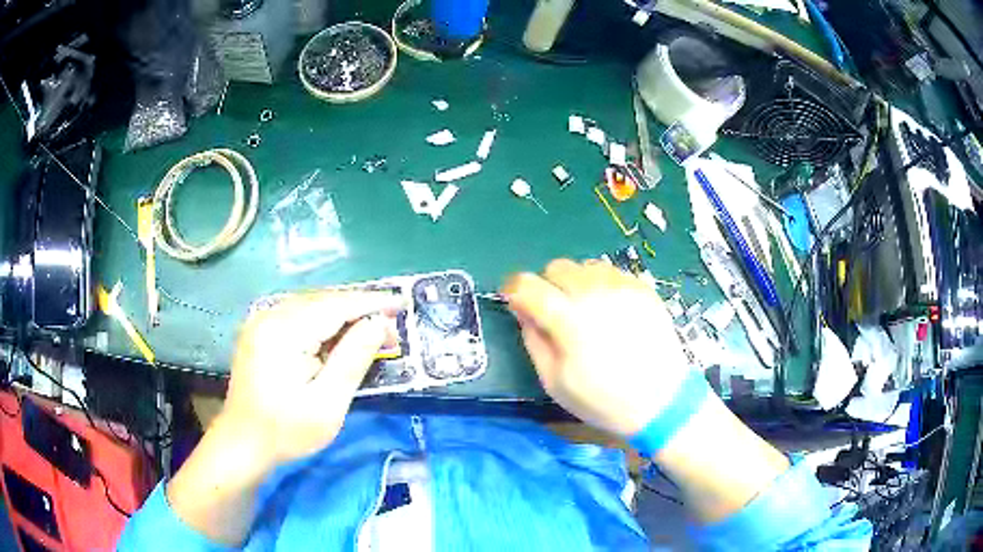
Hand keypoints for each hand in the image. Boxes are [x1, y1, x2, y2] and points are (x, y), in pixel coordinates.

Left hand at [220, 291, 403, 467]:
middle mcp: (269, 316)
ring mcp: (261, 320)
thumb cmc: (286, 431)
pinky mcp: (259, 329)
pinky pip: (298, 314)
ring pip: (311, 304)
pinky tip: (336, 336)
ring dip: (342, 314)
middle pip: (323, 300)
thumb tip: (378, 324)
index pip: (335, 306)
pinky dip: (322, 320)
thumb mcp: (328, 404)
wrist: (243, 442)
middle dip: (358, 309)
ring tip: (369, 330)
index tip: (401, 304)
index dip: (370, 303)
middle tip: (389, 327)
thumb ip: (353, 360)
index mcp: (284, 333)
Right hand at [503, 259, 692, 436]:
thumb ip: (533, 340)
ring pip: (585, 266)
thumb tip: (523, 311)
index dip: (514, 290)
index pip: (527, 284)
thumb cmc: (603, 400)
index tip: (514, 302)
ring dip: (576, 283)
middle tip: (555, 313)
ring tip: (585, 311)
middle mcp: (595, 293)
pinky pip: (611, 273)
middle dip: (547, 286)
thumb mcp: (555, 382)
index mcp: (568, 319)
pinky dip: (601, 285)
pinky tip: (609, 311)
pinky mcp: (643, 288)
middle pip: (557, 267)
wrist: (661, 402)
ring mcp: (622, 287)